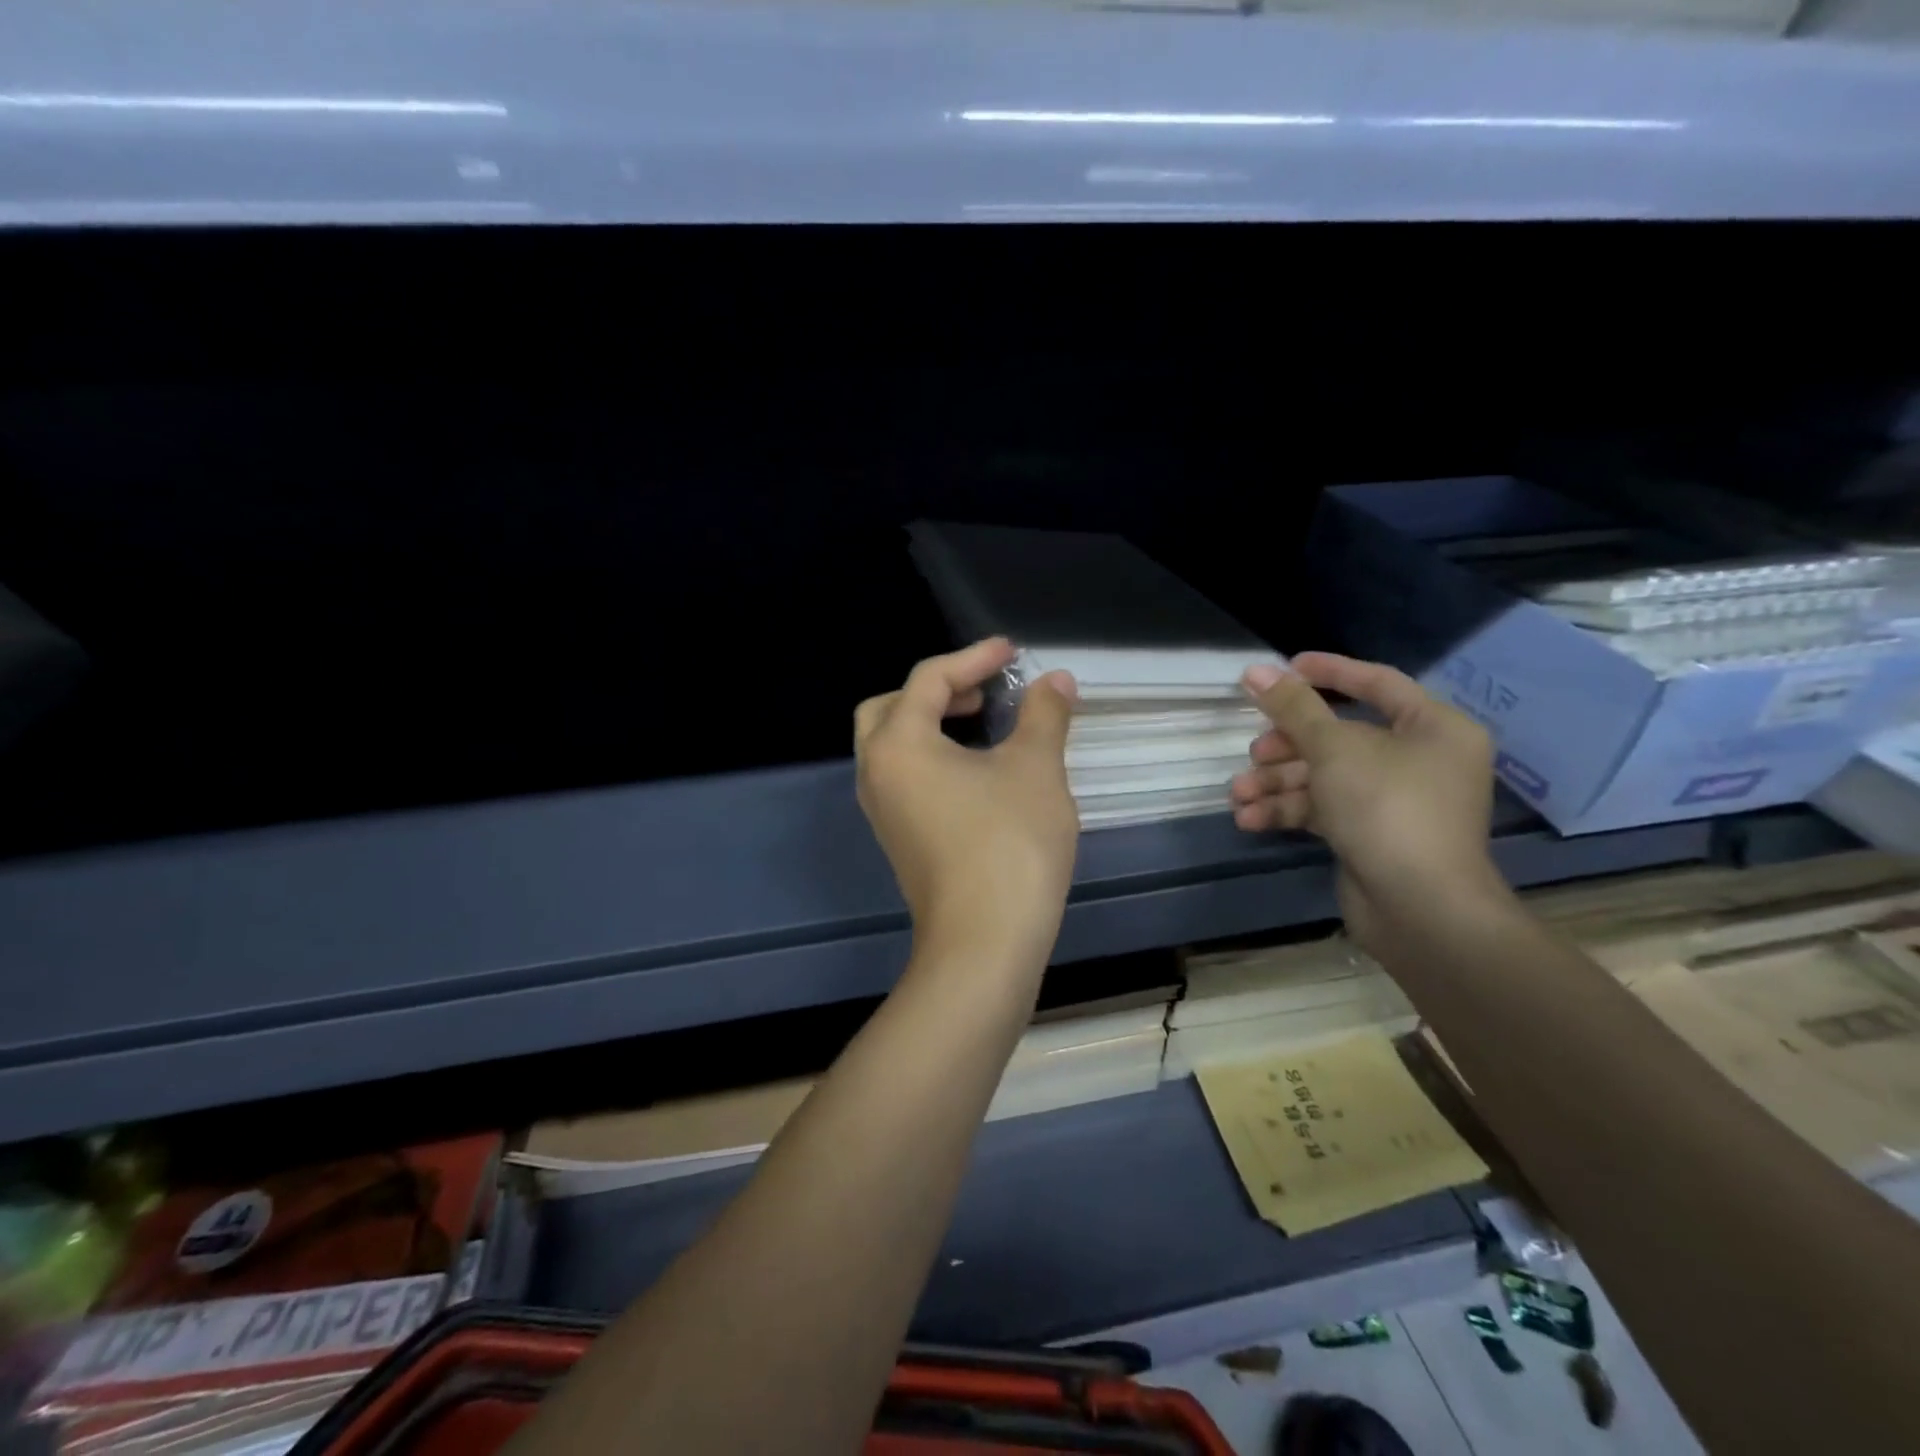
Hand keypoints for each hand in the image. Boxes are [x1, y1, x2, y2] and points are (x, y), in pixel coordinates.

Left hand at [855, 639, 1079, 962]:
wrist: (984, 944)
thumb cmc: (1009, 844)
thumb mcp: (1035, 768)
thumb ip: (1043, 715)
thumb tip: (1055, 680)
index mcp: (899, 743)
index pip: (928, 679)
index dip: (974, 658)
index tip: (1012, 652)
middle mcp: (876, 772)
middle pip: (891, 708)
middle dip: (937, 690)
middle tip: (983, 692)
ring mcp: (883, 811)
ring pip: (895, 746)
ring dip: (933, 724)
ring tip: (984, 725)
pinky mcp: (899, 840)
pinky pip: (906, 779)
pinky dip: (933, 758)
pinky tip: (977, 772)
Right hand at [1229, 652, 1505, 953]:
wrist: (1420, 910)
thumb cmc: (1387, 809)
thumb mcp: (1334, 749)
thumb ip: (1293, 707)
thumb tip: (1254, 670)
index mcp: (1434, 728)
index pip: (1377, 683)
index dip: (1328, 672)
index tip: (1282, 669)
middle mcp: (1420, 760)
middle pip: (1340, 736)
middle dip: (1288, 745)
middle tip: (1254, 751)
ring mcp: (1395, 801)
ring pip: (1325, 776)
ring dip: (1278, 783)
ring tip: (1239, 794)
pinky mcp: (1371, 835)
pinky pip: (1325, 809)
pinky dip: (1289, 810)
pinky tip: (1250, 819)